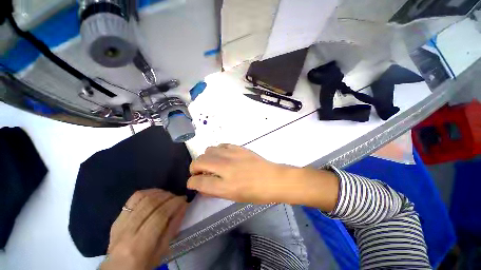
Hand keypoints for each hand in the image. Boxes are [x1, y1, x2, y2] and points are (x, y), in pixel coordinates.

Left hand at [100, 189, 187, 269]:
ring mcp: (119, 223)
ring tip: (168, 195)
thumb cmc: (144, 264)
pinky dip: (147, 193)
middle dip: (168, 196)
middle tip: (177, 197)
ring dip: (158, 193)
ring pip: (141, 198)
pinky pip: (132, 199)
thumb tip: (184, 206)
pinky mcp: (117, 218)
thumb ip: (173, 227)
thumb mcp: (162, 251)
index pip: (159, 216)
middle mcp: (127, 231)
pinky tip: (155, 194)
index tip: (184, 199)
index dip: (174, 204)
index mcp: (140, 245)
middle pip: (150, 204)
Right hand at [187, 144, 338, 210]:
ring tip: (213, 164)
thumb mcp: (233, 197)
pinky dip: (217, 151)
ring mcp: (232, 155)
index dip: (191, 183)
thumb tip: (201, 185)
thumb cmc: (255, 193)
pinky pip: (221, 145)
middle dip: (194, 168)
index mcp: (224, 185)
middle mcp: (225, 167)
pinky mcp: (238, 147)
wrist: (273, 179)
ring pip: (208, 150)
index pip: (197, 181)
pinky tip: (223, 156)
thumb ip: (214, 191)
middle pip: (198, 162)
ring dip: (206, 158)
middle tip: (201, 173)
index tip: (193, 183)